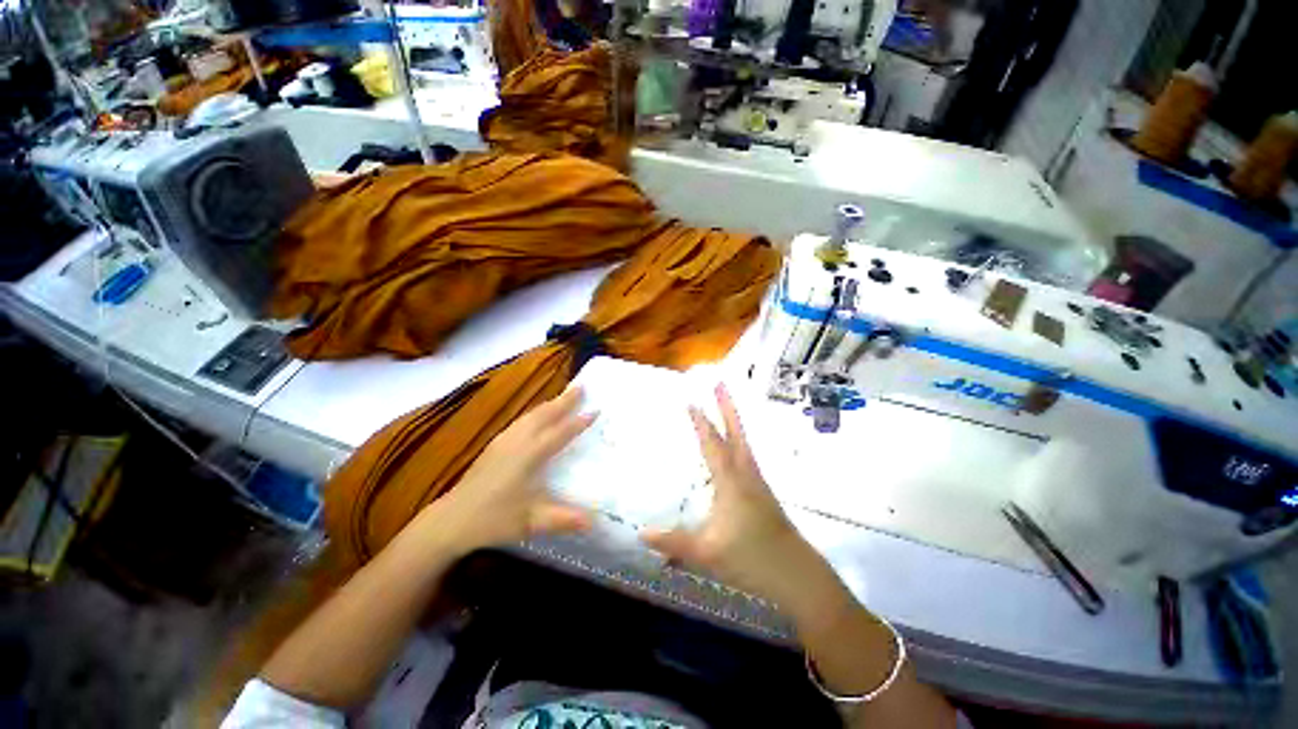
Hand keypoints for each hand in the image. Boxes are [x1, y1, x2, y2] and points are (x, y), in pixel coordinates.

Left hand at [424, 387, 596, 554]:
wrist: (450, 520)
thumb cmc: (492, 520)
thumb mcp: (531, 522)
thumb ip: (564, 520)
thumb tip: (596, 523)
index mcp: (529, 455)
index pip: (560, 433)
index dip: (579, 422)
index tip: (596, 409)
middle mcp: (518, 442)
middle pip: (545, 415)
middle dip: (564, 400)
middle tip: (582, 387)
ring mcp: (504, 441)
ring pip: (531, 415)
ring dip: (550, 403)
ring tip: (564, 396)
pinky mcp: (494, 445)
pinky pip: (521, 420)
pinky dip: (536, 412)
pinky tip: (536, 416)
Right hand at [640, 384, 821, 607]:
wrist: (797, 575)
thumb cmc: (751, 560)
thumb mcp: (707, 554)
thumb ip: (673, 543)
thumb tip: (640, 533)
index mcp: (731, 482)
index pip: (713, 445)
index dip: (701, 423)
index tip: (691, 401)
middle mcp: (745, 474)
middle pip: (736, 433)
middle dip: (727, 407)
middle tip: (720, 384)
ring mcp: (757, 482)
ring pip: (744, 442)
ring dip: (734, 420)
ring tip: (726, 404)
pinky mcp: (762, 491)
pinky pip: (747, 455)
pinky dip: (738, 440)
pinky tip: (735, 446)